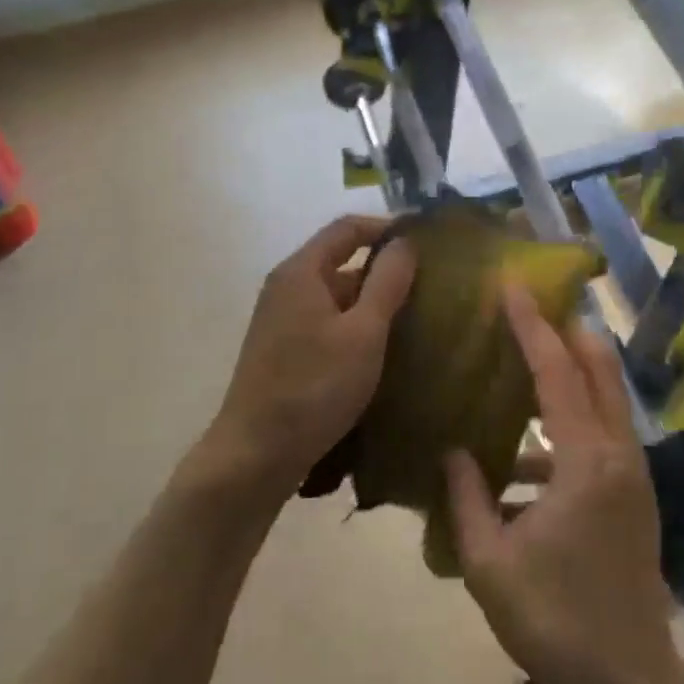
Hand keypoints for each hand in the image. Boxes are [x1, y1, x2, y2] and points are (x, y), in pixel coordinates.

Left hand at [200, 216, 414, 509]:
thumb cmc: (314, 388)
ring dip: (373, 302)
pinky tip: (382, 350)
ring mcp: (281, 320)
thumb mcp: (364, 333)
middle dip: (385, 269)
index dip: (387, 228)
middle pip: (341, 261)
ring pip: (336, 296)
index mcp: (302, 271)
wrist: (254, 456)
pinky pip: (327, 322)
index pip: (348, 228)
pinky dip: (356, 326)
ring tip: (415, 318)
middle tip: (429, 285)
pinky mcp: (283, 350)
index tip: (426, 241)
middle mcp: (287, 287)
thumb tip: (405, 242)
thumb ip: (388, 282)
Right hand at [445, 286, 678, 683]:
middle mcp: (617, 454)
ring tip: (528, 361)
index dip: (533, 327)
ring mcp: (632, 475)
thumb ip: (466, 498)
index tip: (514, 288)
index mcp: (585, 462)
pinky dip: (570, 425)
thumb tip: (451, 451)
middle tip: (532, 307)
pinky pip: (602, 437)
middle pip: (598, 371)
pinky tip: (528, 453)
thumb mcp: (490, 563)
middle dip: (567, 332)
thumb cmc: (553, 621)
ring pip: (605, 401)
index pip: (557, 374)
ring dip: (572, 374)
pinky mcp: (634, 496)